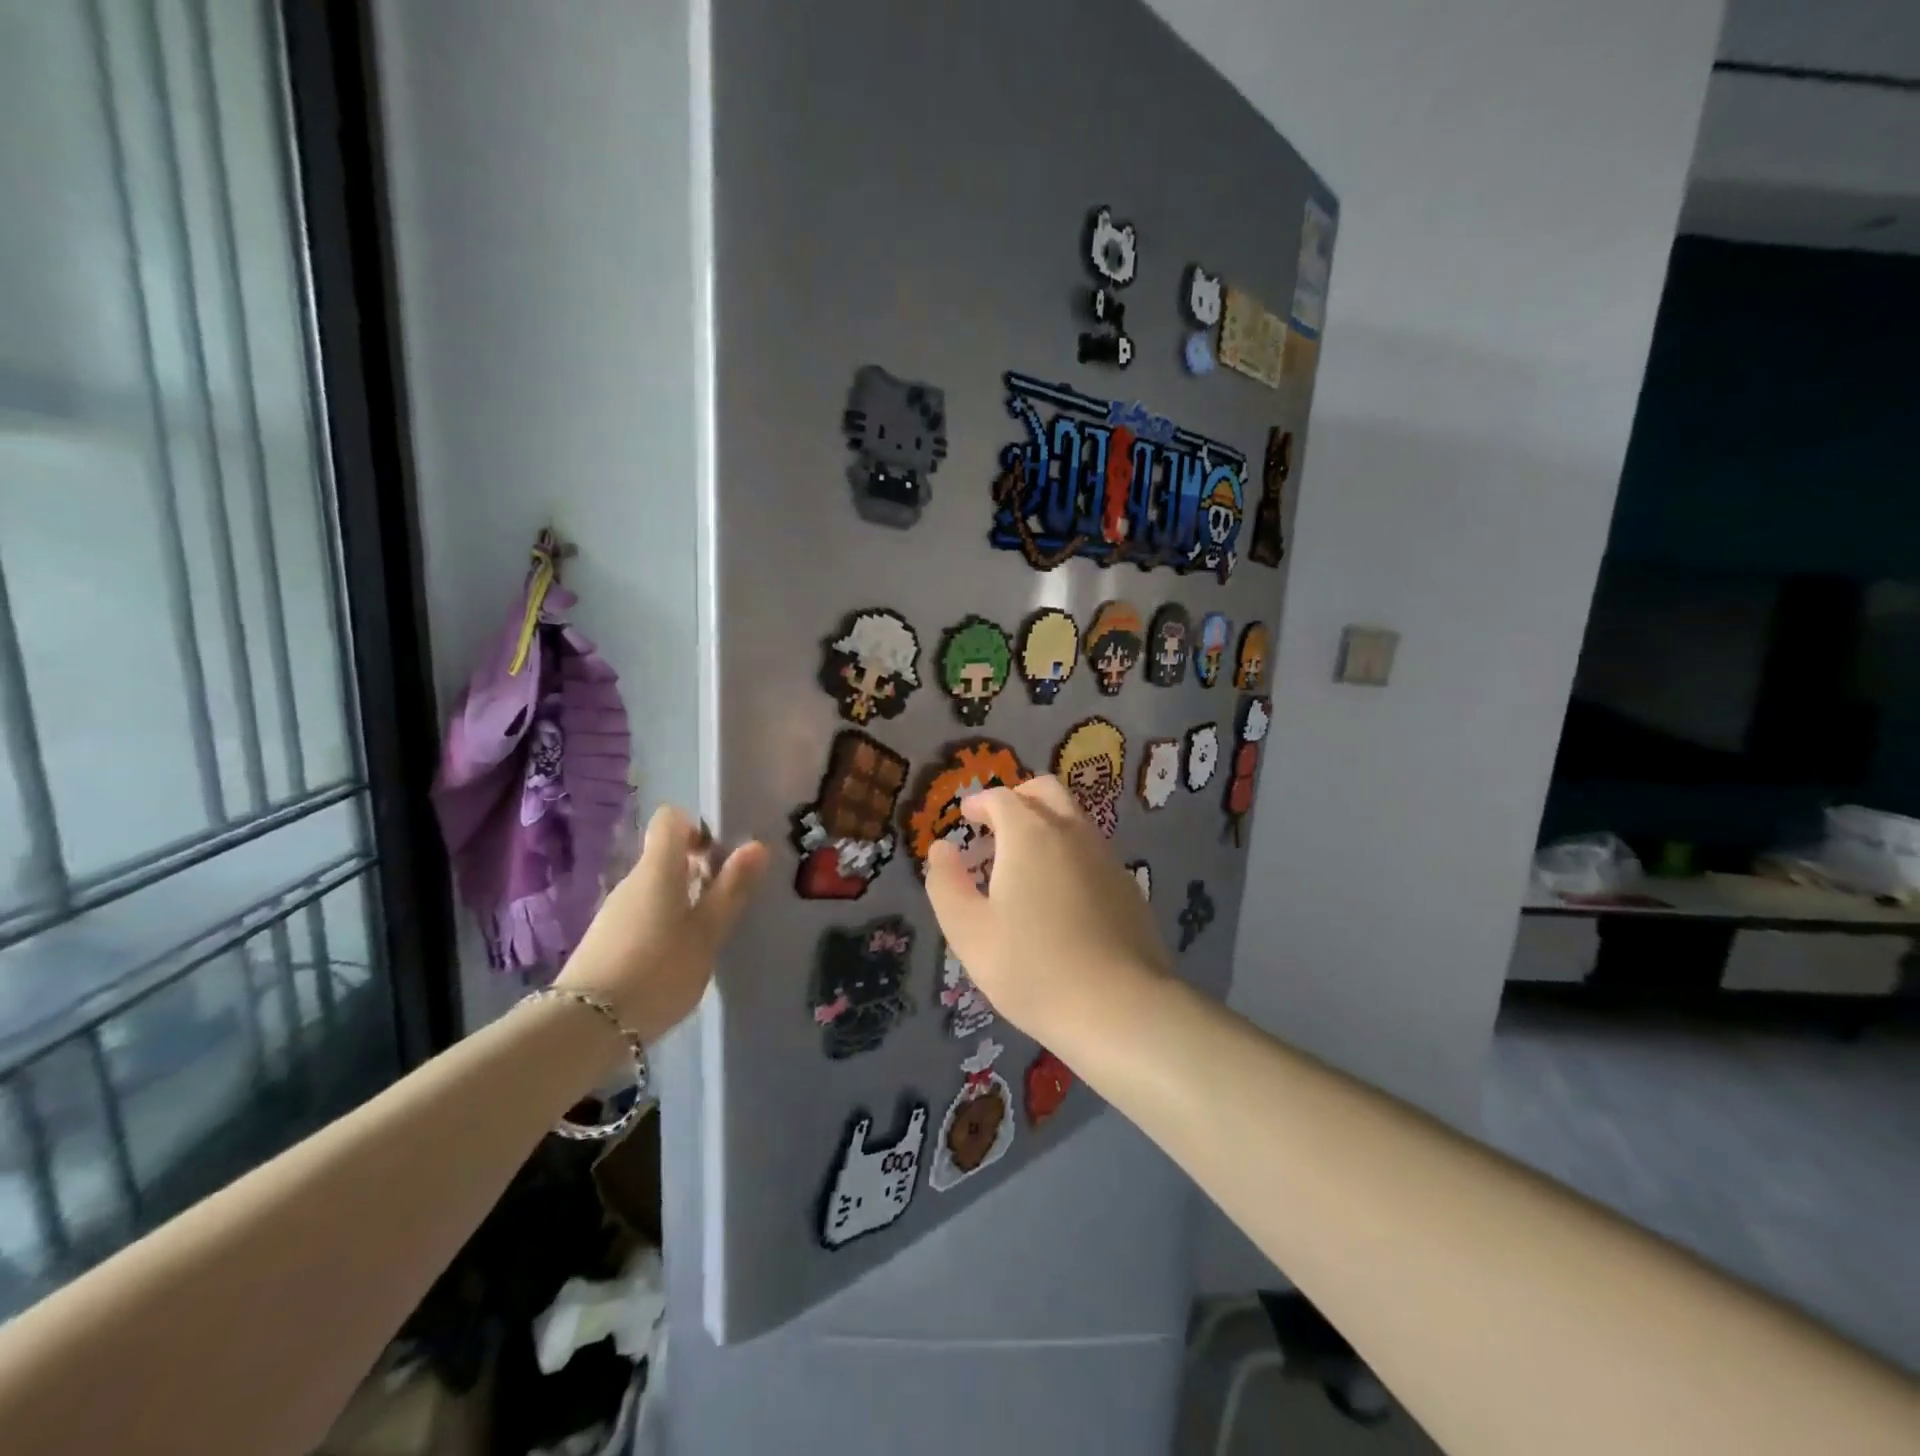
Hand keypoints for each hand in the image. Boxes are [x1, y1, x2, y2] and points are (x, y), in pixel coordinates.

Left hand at [557, 805, 766, 1041]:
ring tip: (705, 936)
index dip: (698, 829)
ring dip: (684, 900)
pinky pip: (643, 913)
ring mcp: (615, 910)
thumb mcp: (707, 932)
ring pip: (656, 888)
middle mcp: (632, 880)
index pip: (671, 819)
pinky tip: (676, 958)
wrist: (585, 1027)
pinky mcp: (606, 939)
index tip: (720, 858)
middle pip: (666, 856)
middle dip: (698, 870)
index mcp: (658, 868)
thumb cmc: (659, 970)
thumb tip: (756, 845)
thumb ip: (732, 889)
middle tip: (725, 903)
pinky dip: (664, 923)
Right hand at [924, 776, 1170, 1042]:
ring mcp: (1106, 856)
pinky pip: (1091, 849)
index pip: (1001, 798)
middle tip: (995, 826)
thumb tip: (941, 848)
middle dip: (1017, 798)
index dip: (979, 803)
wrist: (1120, 1008)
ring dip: (1044, 824)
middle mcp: (1072, 832)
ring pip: (1072, 818)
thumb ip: (946, 884)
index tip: (965, 817)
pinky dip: (1068, 851)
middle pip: (1045, 791)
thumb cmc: (1032, 968)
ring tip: (1022, 863)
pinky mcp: (1127, 884)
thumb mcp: (969, 932)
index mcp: (1030, 834)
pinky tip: (1059, 893)